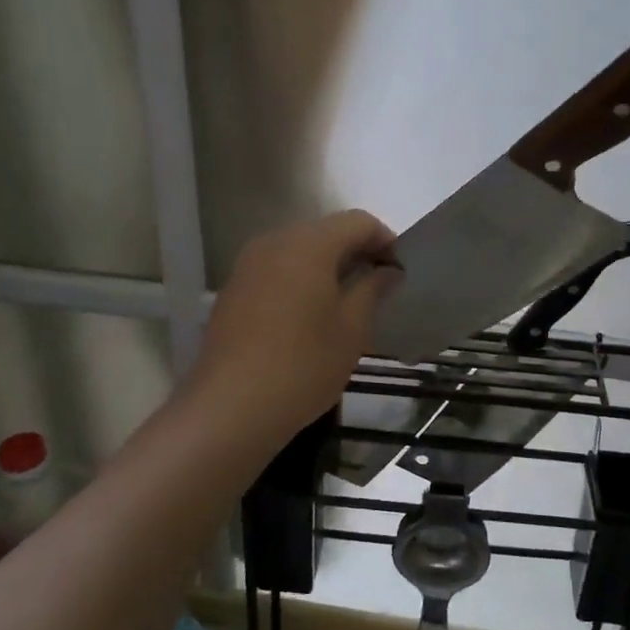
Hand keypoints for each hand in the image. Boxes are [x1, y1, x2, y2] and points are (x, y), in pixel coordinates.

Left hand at [191, 210, 400, 440]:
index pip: (357, 222)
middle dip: (355, 251)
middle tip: (377, 286)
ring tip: (346, 302)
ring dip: (326, 266)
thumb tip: (387, 271)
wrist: (230, 407)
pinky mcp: (233, 290)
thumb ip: (373, 289)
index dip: (385, 239)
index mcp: (309, 245)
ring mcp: (248, 265)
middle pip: (325, 231)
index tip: (399, 270)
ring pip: (298, 251)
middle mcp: (274, 242)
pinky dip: (299, 280)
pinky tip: (309, 316)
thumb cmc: (303, 365)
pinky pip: (276, 270)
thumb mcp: (352, 329)